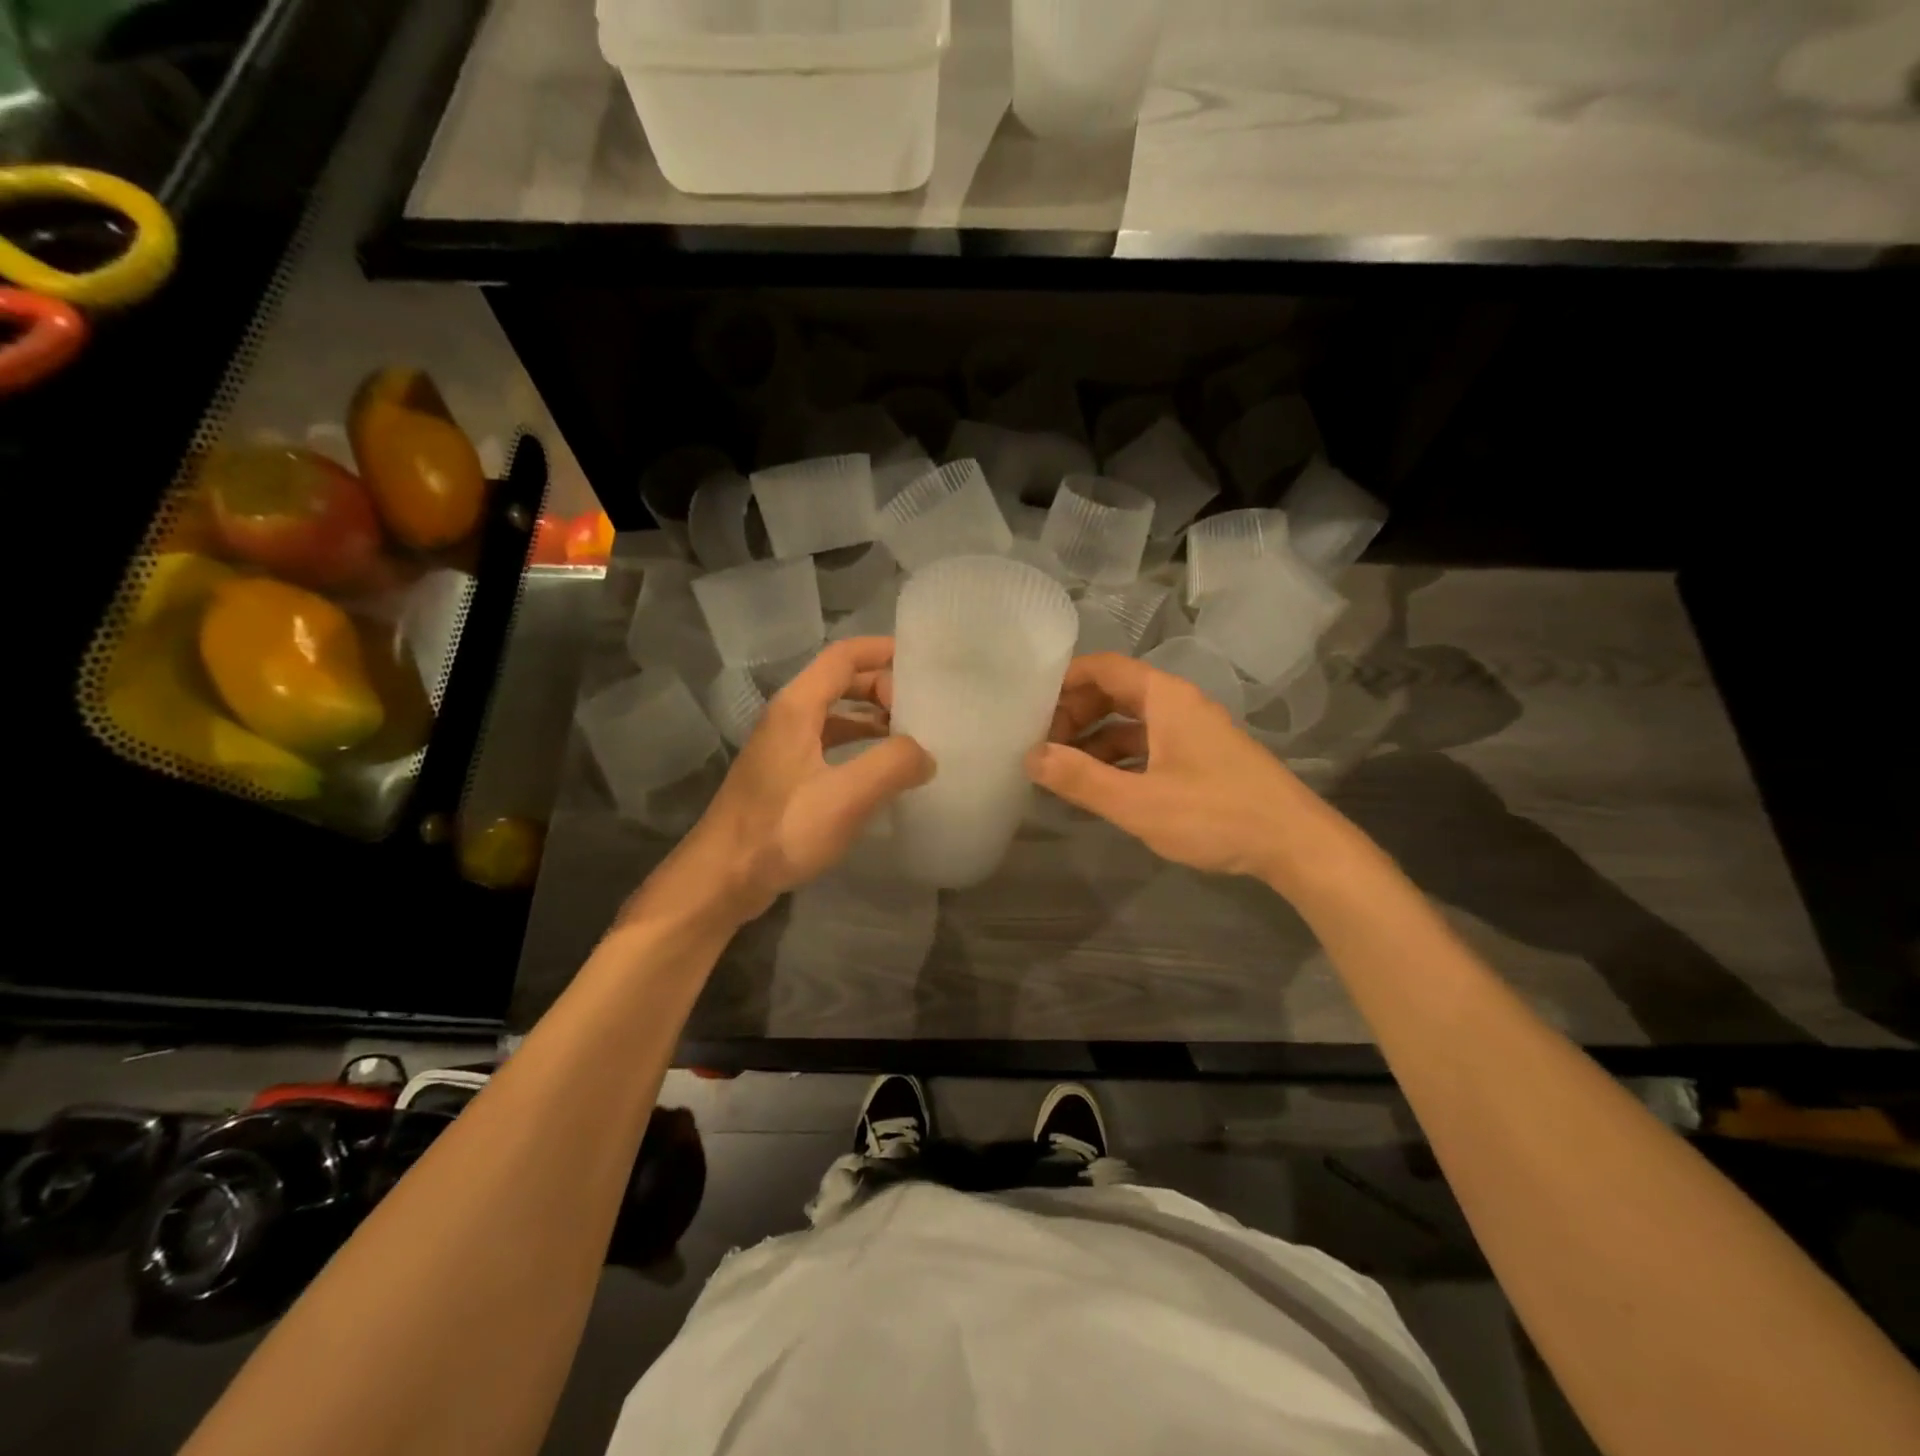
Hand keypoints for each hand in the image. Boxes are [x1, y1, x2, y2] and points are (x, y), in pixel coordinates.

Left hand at [656, 638, 932, 924]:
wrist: (722, 879)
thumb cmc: (781, 831)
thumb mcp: (845, 797)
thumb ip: (892, 765)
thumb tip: (925, 754)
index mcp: (797, 707)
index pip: (844, 656)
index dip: (883, 651)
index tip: (923, 663)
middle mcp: (787, 718)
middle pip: (841, 682)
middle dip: (883, 687)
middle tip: (924, 709)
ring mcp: (783, 748)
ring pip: (835, 715)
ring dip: (873, 718)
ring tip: (912, 738)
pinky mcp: (784, 777)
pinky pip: (829, 744)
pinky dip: (859, 746)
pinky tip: (880, 772)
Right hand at [1025, 652, 1320, 881]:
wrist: (1295, 844)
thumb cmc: (1215, 814)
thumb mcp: (1138, 802)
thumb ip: (1081, 779)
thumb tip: (1031, 756)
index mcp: (1165, 698)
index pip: (1103, 667)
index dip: (1064, 681)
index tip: (1030, 706)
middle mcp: (1179, 705)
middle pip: (1115, 693)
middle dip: (1075, 714)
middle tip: (1042, 745)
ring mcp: (1193, 732)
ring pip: (1131, 723)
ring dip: (1095, 740)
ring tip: (1062, 770)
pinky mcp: (1202, 759)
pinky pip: (1149, 746)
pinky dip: (1119, 759)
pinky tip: (1101, 787)